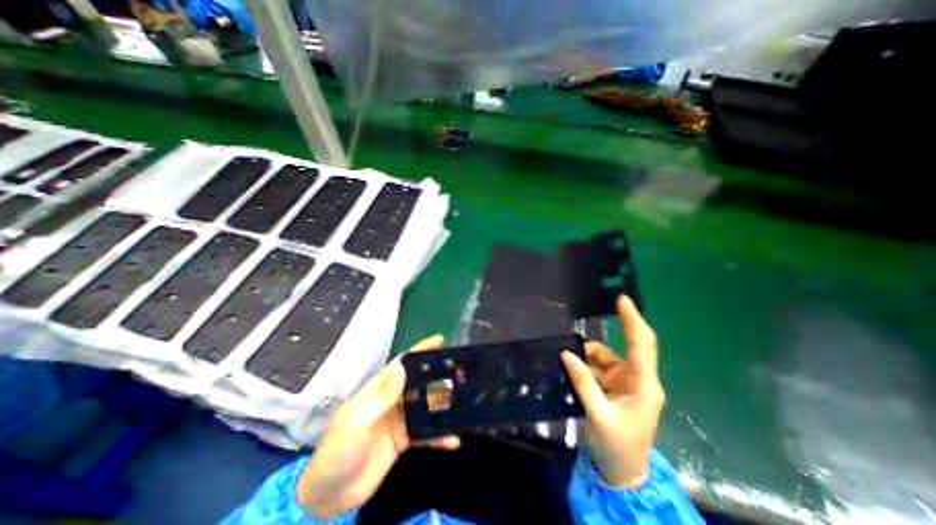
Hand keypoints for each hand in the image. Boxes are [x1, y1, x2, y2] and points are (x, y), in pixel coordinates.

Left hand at [296, 333, 458, 517]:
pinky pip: (426, 435)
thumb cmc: (338, 450)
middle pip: (419, 382)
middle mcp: (392, 400)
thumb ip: (382, 396)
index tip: (440, 340)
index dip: (420, 350)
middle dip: (438, 375)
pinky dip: (440, 436)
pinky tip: (455, 439)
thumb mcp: (357, 420)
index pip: (403, 364)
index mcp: (379, 389)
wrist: (328, 496)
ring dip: (443, 404)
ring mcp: (399, 420)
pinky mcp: (404, 441)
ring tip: (465, 399)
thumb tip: (403, 366)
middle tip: (461, 370)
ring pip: (426, 406)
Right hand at [557, 295, 660, 487]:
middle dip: (619, 326)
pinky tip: (570, 369)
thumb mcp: (597, 415)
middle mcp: (638, 378)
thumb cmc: (616, 447)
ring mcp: (625, 382)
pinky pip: (597, 366)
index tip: (622, 300)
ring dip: (588, 354)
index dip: (633, 321)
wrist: (622, 474)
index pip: (642, 345)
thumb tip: (566, 353)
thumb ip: (582, 381)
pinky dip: (584, 364)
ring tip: (567, 358)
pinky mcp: (614, 386)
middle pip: (631, 345)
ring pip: (606, 355)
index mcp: (643, 385)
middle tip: (601, 308)